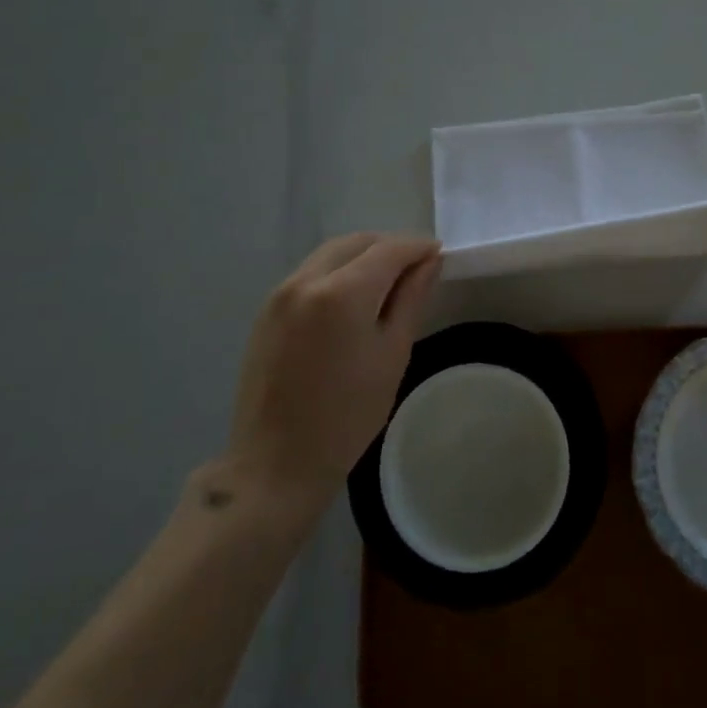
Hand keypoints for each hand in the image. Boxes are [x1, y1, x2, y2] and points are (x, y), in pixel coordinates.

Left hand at [222, 234, 441, 522]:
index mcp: (342, 293)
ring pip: (331, 253)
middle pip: (357, 242)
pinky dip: (338, 271)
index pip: (389, 249)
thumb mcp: (392, 354)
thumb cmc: (346, 416)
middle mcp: (306, 280)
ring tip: (388, 283)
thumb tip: (429, 261)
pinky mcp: (267, 310)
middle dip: (390, 247)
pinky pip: (311, 272)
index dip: (418, 247)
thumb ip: (411, 298)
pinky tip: (353, 299)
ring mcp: (281, 293)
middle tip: (417, 269)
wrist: (275, 464)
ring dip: (363, 256)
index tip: (439, 255)